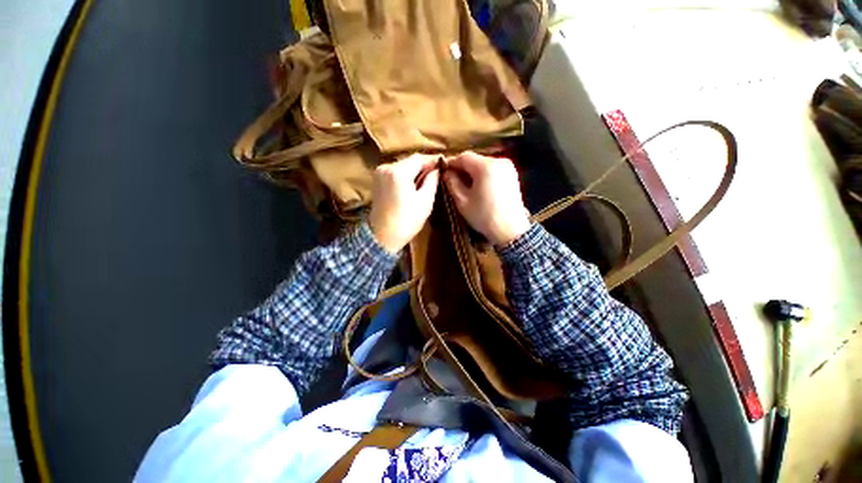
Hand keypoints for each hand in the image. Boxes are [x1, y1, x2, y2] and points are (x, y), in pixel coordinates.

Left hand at [368, 154, 440, 252]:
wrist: (382, 237)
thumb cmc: (406, 221)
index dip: (432, 160)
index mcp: (398, 172)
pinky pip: (395, 173)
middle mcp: (386, 167)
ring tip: (426, 181)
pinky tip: (412, 186)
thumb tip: (436, 169)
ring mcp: (379, 173)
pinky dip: (405, 176)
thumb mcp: (425, 202)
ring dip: (414, 171)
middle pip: (409, 161)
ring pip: (402, 166)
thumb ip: (432, 181)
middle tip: (436, 175)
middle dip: (423, 166)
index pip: (419, 158)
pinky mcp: (376, 180)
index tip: (443, 165)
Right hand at [444, 152, 530, 245]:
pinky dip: (483, 176)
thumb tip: (447, 173)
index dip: (451, 163)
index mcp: (486, 166)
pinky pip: (493, 170)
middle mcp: (499, 161)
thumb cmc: (484, 216)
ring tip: (465, 187)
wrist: (511, 230)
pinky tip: (479, 188)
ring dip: (473, 173)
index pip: (464, 157)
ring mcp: (508, 168)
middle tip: (453, 181)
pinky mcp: (512, 175)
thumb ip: (452, 183)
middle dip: (462, 169)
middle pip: (475, 160)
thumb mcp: (463, 201)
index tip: (444, 173)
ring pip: (484, 165)